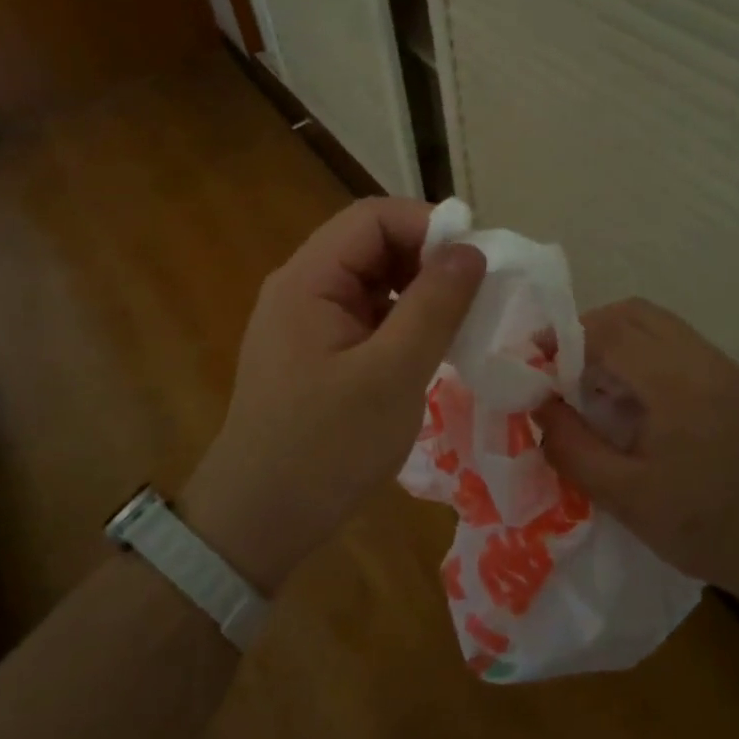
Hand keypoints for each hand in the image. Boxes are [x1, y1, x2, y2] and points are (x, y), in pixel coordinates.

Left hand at [183, 198, 485, 594]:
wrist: (260, 520)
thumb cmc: (326, 446)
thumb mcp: (392, 374)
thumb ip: (434, 306)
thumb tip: (471, 250)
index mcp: (308, 280)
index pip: (372, 218)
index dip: (428, 225)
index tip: (478, 260)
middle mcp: (302, 288)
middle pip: (371, 245)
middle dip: (427, 259)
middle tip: (477, 294)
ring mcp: (307, 322)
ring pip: (372, 282)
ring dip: (419, 292)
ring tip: (462, 321)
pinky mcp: (316, 353)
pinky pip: (366, 317)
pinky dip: (403, 322)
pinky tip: (430, 349)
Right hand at [534, 298, 738, 589]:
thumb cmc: (707, 529)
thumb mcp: (626, 499)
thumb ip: (573, 448)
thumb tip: (539, 408)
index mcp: (677, 385)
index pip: (610, 332)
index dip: (564, 338)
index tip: (534, 360)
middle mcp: (705, 362)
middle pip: (636, 314)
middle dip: (588, 331)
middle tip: (561, 369)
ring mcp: (728, 370)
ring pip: (660, 326)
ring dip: (619, 342)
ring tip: (596, 387)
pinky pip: (681, 348)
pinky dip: (646, 357)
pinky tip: (638, 404)